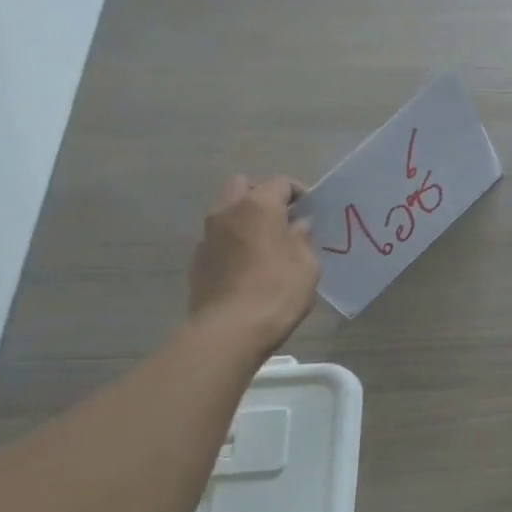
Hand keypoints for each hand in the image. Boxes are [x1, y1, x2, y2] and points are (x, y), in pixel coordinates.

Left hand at [188, 176, 320, 352]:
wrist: (231, 328)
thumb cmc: (278, 291)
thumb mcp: (307, 264)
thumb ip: (302, 238)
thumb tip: (298, 226)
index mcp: (259, 207)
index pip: (280, 182)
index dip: (299, 192)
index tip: (312, 210)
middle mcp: (228, 211)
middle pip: (244, 186)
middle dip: (264, 195)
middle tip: (284, 218)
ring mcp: (208, 234)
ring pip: (227, 210)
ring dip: (246, 218)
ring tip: (268, 243)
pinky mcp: (199, 258)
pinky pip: (220, 237)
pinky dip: (235, 240)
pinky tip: (250, 264)